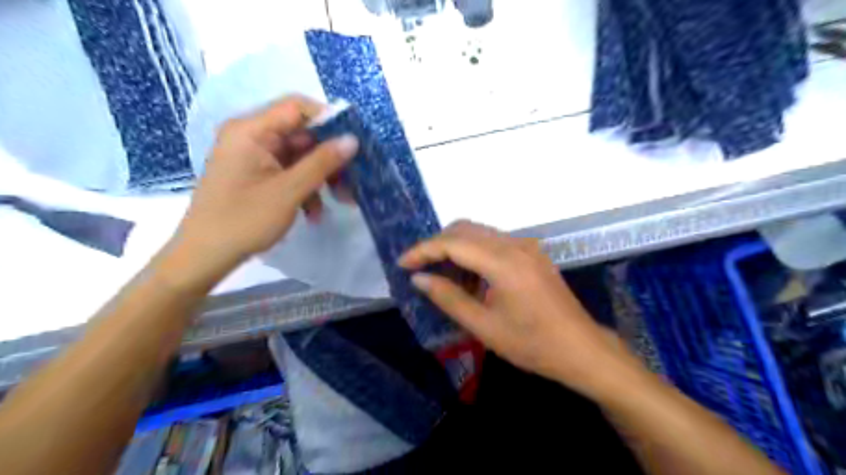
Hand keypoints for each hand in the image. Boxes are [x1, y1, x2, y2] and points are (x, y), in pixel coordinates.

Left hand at [172, 95, 358, 274]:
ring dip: (321, 177)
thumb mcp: (289, 191)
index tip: (354, 143)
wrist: (205, 256)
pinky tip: (314, 213)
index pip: (297, 107)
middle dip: (330, 158)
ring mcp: (254, 156)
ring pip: (300, 156)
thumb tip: (352, 139)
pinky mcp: (257, 174)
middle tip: (353, 180)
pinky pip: (289, 172)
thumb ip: (322, 162)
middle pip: (302, 134)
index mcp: (251, 130)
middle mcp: (251, 136)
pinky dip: (306, 188)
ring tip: (340, 201)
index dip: (329, 120)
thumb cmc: (244, 220)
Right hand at [400, 222, 637, 397]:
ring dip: (456, 248)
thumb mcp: (484, 326)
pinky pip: (494, 242)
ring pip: (479, 233)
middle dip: (437, 245)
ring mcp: (526, 246)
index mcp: (504, 262)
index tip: (403, 264)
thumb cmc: (532, 344)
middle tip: (420, 268)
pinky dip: (474, 252)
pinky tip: (470, 277)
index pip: (453, 243)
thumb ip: (448, 298)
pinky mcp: (532, 253)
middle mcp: (515, 244)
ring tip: (442, 276)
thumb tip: (418, 278)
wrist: (581, 349)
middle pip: (465, 229)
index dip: (423, 250)